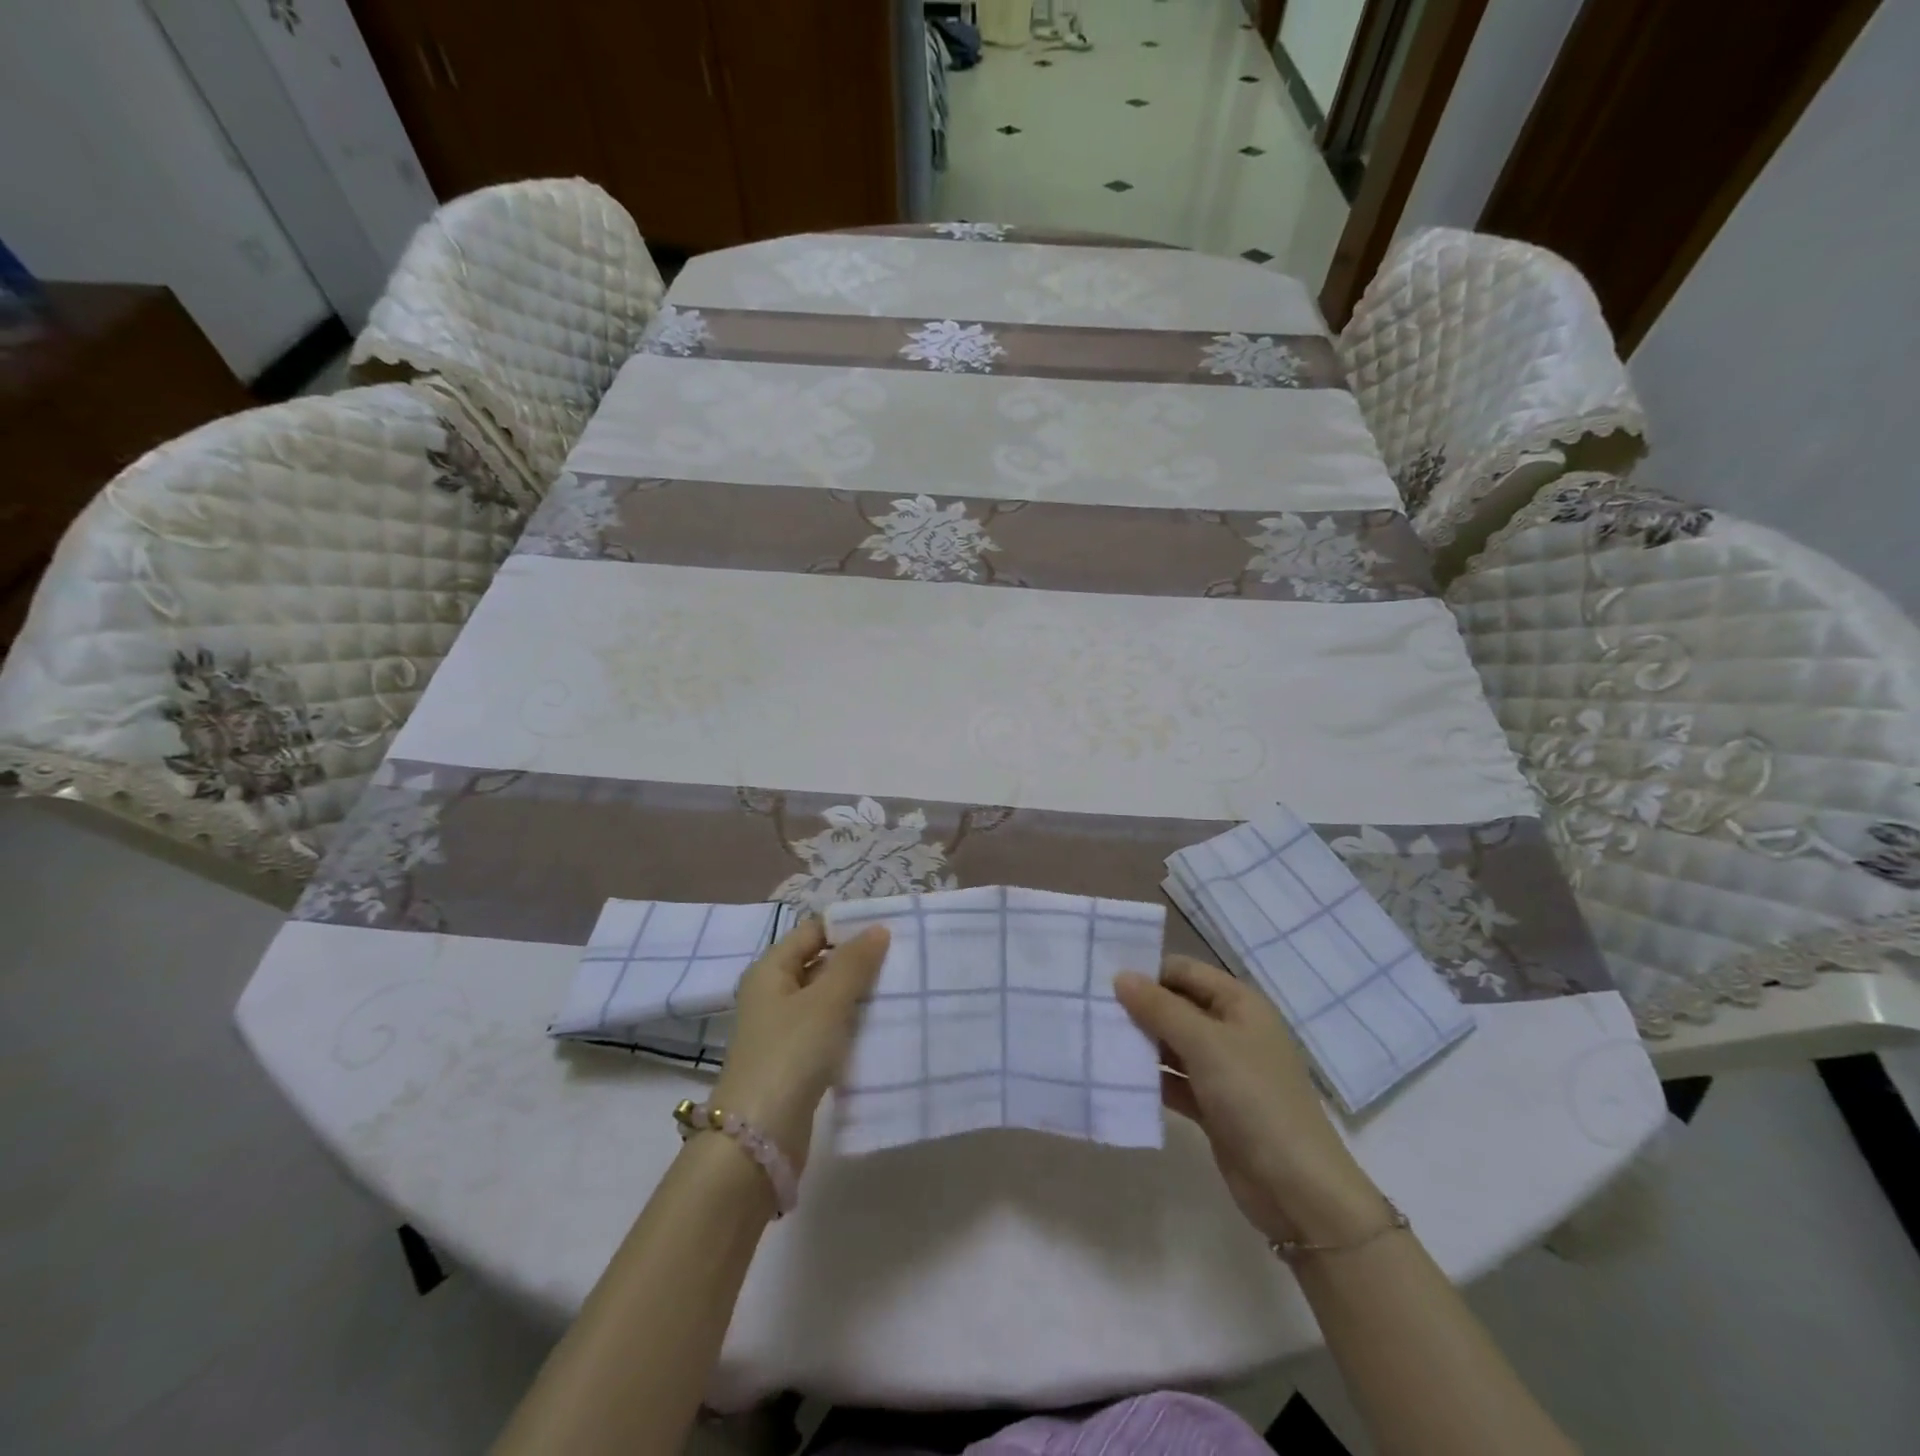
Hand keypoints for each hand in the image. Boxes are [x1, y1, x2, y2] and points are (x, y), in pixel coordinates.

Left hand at [712, 919, 889, 1172]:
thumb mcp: (826, 1002)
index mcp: (770, 971)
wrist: (759, 1138)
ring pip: (826, 999)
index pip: (812, 932)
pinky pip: (827, 1029)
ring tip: (899, 988)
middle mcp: (772, 994)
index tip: (889, 930)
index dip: (847, 927)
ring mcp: (782, 1030)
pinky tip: (880, 1026)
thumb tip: (878, 928)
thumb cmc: (790, 1054)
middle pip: (819, 964)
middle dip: (857, 961)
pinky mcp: (794, 1061)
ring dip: (857, 994)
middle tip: (902, 958)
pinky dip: (850, 1024)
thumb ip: (853, 963)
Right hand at [1115, 956, 1387, 1245]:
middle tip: (1090, 1009)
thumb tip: (1121, 976)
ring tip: (1094, 1039)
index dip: (1148, 972)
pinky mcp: (1212, 1105)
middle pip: (1176, 1006)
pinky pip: (1173, 1080)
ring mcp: (1222, 1070)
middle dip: (1138, 1007)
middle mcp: (1231, 1029)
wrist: (1297, 1189)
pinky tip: (1116, 1077)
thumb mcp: (1205, 1044)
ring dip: (1140, 1043)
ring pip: (1172, 1044)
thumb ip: (1161, 1008)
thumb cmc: (1254, 1098)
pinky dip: (1150, 1078)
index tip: (1102, 979)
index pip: (1184, 971)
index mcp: (1239, 1004)